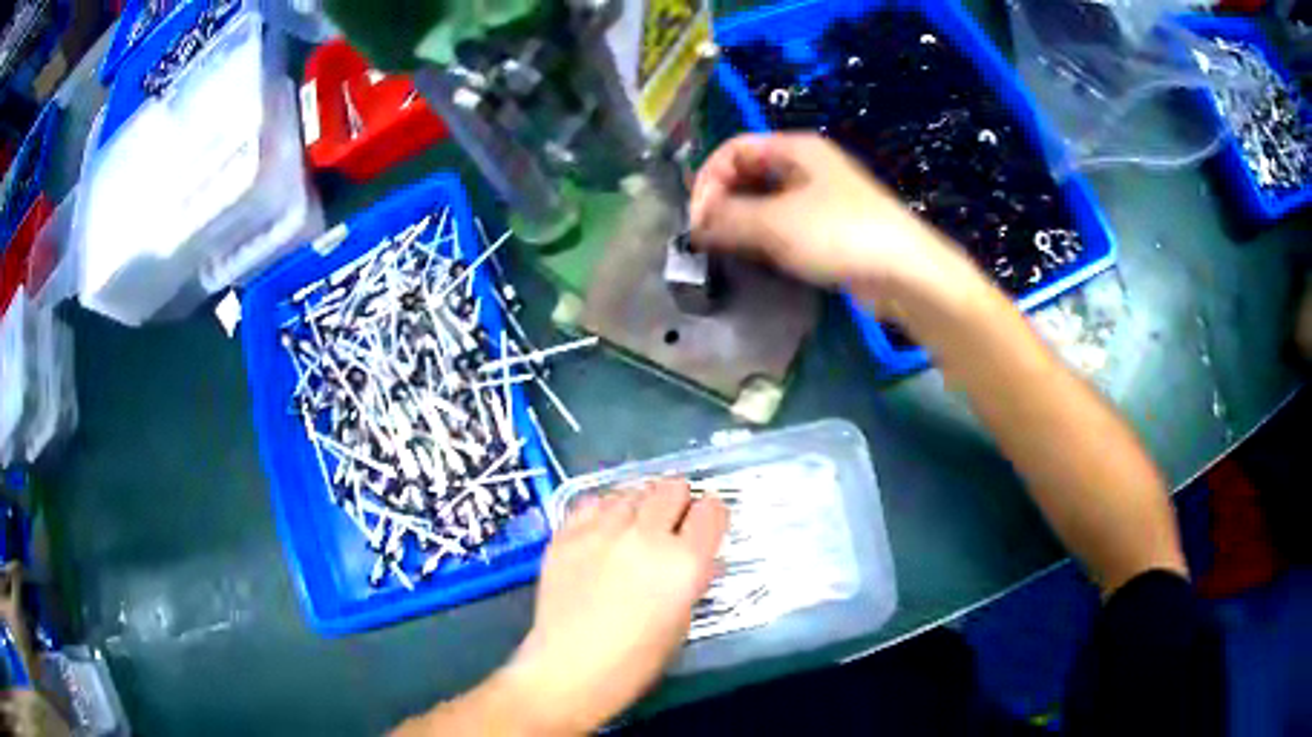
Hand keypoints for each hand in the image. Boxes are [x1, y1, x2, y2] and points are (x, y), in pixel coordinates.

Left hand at [500, 480, 728, 734]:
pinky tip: (602, 530)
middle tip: (670, 522)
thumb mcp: (681, 623)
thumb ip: (693, 581)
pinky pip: (592, 502)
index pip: (711, 510)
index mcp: (685, 562)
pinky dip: (603, 511)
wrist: (570, 668)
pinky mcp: (568, 534)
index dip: (711, 514)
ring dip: (639, 505)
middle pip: (671, 488)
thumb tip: (702, 560)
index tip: (705, 525)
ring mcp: (602, 531)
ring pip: (631, 491)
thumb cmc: (636, 660)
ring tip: (633, 526)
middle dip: (677, 501)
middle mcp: (647, 536)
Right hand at [690, 132, 983, 309]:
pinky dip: (763, 237)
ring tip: (725, 251)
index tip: (696, 219)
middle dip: (721, 201)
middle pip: (748, 173)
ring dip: (740, 222)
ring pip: (765, 201)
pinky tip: (754, 259)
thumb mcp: (776, 223)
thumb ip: (729, 219)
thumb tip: (695, 224)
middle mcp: (805, 166)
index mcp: (795, 148)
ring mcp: (819, 198)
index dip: (708, 179)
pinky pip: (784, 224)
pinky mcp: (828, 229)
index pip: (733, 149)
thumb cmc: (840, 234)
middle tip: (706, 238)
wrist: (904, 273)